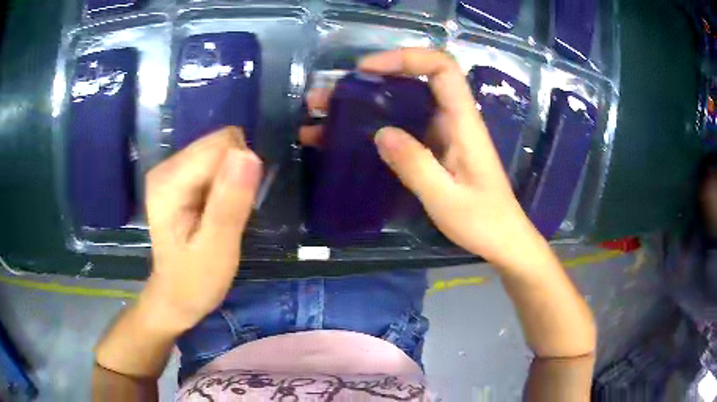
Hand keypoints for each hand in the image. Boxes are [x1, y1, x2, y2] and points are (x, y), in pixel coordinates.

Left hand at [142, 127, 261, 331]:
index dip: (240, 174)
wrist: (176, 295)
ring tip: (222, 213)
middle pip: (219, 144)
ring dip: (232, 179)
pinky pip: (215, 161)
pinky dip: (225, 182)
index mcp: (169, 181)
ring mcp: (171, 169)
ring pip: (220, 150)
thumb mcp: (218, 249)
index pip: (221, 147)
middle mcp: (166, 166)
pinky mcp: (179, 175)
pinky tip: (216, 208)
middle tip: (229, 213)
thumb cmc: (196, 280)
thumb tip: (248, 154)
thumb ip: (230, 202)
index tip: (236, 208)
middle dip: (236, 174)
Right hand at [302, 49, 548, 270]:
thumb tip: (381, 133)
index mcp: (463, 121)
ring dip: (363, 103)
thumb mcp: (446, 199)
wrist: (502, 239)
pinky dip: (372, 125)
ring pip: (402, 102)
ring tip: (322, 114)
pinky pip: (402, 125)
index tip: (366, 70)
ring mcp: (442, 132)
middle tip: (328, 95)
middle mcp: (452, 119)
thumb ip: (416, 165)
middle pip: (414, 80)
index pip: (441, 67)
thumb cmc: (483, 221)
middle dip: (369, 81)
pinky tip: (344, 138)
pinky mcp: (434, 147)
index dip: (405, 57)